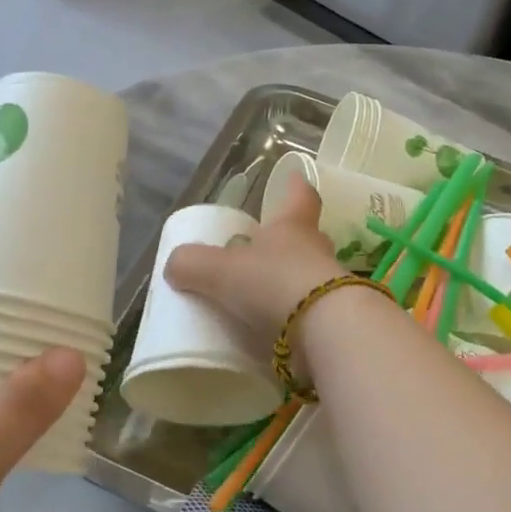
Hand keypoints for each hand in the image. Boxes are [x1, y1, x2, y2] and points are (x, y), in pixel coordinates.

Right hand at [163, 169, 347, 352]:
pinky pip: (311, 314)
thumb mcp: (220, 271)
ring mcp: (330, 288)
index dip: (295, 186)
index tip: (294, 178)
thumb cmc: (273, 283)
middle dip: (287, 241)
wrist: (326, 332)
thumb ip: (192, 264)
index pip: (300, 196)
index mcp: (293, 227)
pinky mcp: (335, 322)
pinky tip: (273, 333)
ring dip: (290, 283)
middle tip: (264, 248)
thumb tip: (175, 264)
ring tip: (262, 297)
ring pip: (310, 276)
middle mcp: (316, 251)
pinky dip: (293, 320)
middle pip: (306, 236)